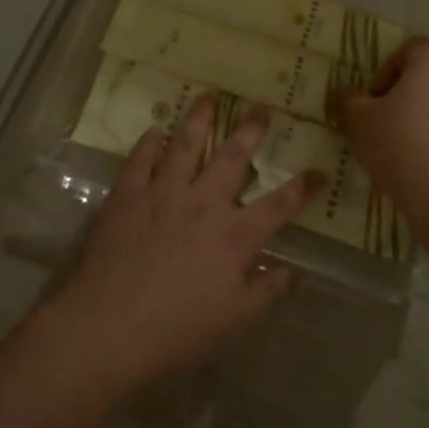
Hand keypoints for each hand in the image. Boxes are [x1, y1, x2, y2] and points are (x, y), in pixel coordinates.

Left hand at [41, 96, 318, 391]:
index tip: (319, 170)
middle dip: (251, 130)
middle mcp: (203, 204)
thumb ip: (267, 292)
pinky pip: (139, 160)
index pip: (279, 205)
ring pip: (185, 145)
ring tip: (209, 96)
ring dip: (199, 119)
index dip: (302, 187)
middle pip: (232, 157)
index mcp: (234, 236)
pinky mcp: (127, 196)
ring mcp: (163, 194)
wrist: (108, 329)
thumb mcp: (234, 321)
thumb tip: (295, 273)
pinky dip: (147, 143)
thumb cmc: (177, 331)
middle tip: (262, 107)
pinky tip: (153, 130)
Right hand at [329, 38, 428, 250]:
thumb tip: (343, 93)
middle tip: (384, 126)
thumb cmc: (402, 148)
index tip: (372, 105)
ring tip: (404, 151)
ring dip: (424, 117)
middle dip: (404, 97)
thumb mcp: (360, 122)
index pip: (406, 51)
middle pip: (428, 76)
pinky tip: (426, 166)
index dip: (383, 75)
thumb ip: (348, 100)